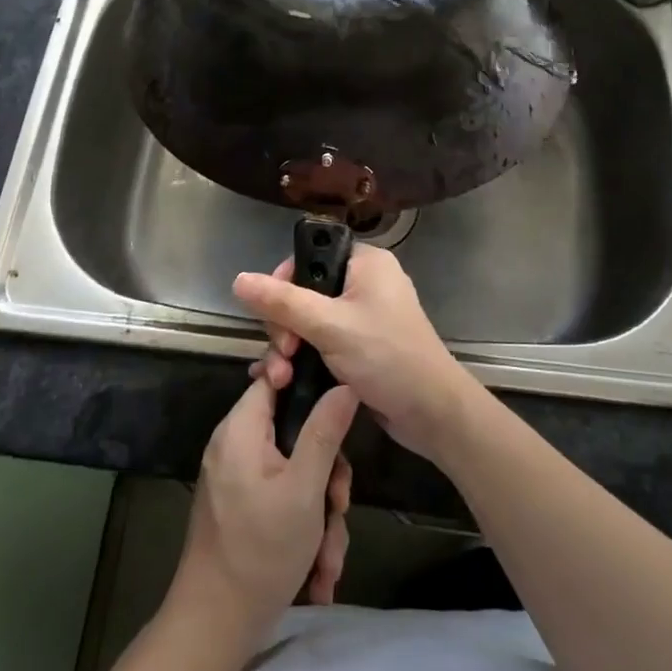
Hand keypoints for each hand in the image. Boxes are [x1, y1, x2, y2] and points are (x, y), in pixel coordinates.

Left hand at [171, 376, 357, 646]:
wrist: (214, 628)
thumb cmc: (260, 552)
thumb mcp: (304, 490)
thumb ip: (325, 432)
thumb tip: (345, 384)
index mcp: (242, 428)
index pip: (274, 376)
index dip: (307, 382)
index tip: (339, 404)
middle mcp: (237, 445)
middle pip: (295, 431)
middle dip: (326, 474)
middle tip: (339, 506)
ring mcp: (239, 478)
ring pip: (296, 472)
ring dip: (320, 514)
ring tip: (328, 558)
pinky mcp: (244, 507)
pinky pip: (283, 498)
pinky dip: (304, 529)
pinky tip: (317, 572)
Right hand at [234, 245, 479, 462]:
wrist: (433, 414)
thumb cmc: (387, 357)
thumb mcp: (330, 326)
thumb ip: (282, 302)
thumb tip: (237, 279)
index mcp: (364, 262)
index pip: (309, 256)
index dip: (282, 282)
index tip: (272, 314)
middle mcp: (363, 283)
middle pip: (303, 292)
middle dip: (283, 326)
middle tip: (284, 355)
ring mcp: (362, 317)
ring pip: (308, 321)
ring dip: (289, 349)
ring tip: (280, 379)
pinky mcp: (360, 347)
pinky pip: (320, 342)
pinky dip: (303, 359)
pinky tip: (283, 381)